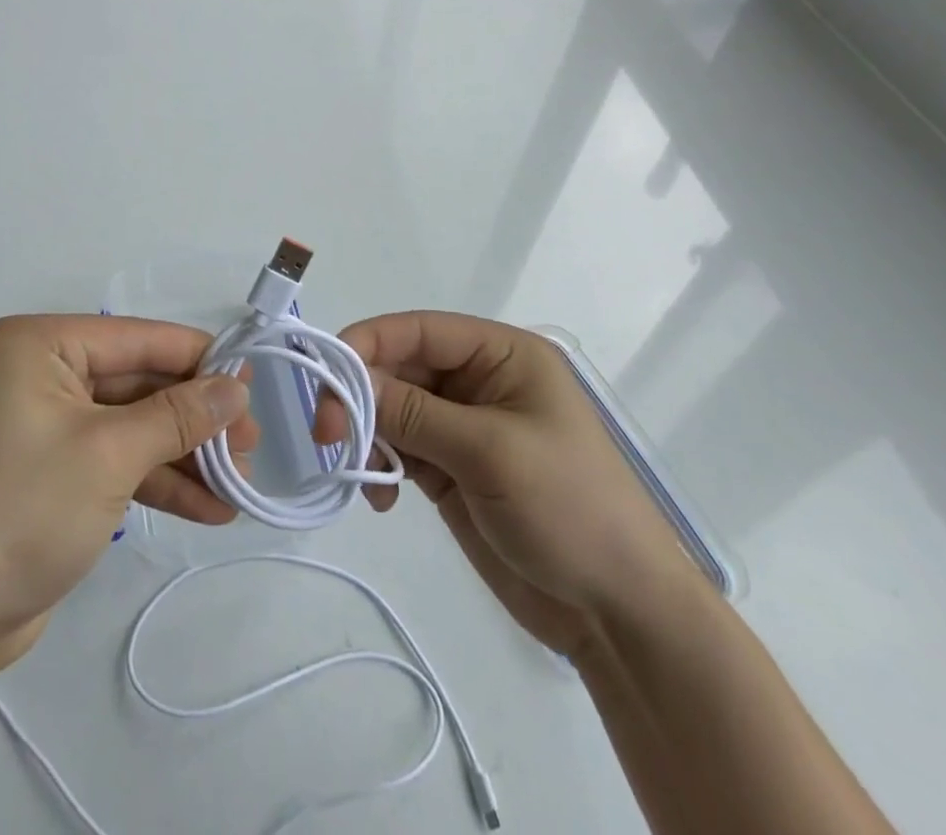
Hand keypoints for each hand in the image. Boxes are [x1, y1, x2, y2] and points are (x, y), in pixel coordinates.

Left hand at [0, 315, 254, 676]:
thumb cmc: (24, 510)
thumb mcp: (110, 454)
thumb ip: (179, 416)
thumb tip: (237, 387)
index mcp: (40, 345)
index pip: (137, 339)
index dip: (199, 360)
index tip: (254, 382)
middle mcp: (42, 372)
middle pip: (139, 383)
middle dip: (196, 419)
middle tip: (253, 444)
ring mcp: (48, 424)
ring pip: (133, 425)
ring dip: (185, 455)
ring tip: (241, 483)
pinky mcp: (54, 471)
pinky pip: (117, 460)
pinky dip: (159, 481)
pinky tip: (210, 509)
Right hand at [320, 312, 694, 659]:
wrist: (620, 616)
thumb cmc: (569, 510)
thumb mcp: (489, 452)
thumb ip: (414, 412)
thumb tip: (349, 381)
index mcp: (502, 355)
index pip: (420, 330)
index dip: (368, 344)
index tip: (325, 377)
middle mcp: (480, 381)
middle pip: (400, 368)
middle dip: (362, 396)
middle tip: (328, 435)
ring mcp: (465, 427)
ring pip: (394, 408)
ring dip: (369, 433)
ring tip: (364, 472)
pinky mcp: (454, 469)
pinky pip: (402, 449)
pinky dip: (382, 465)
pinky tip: (383, 499)